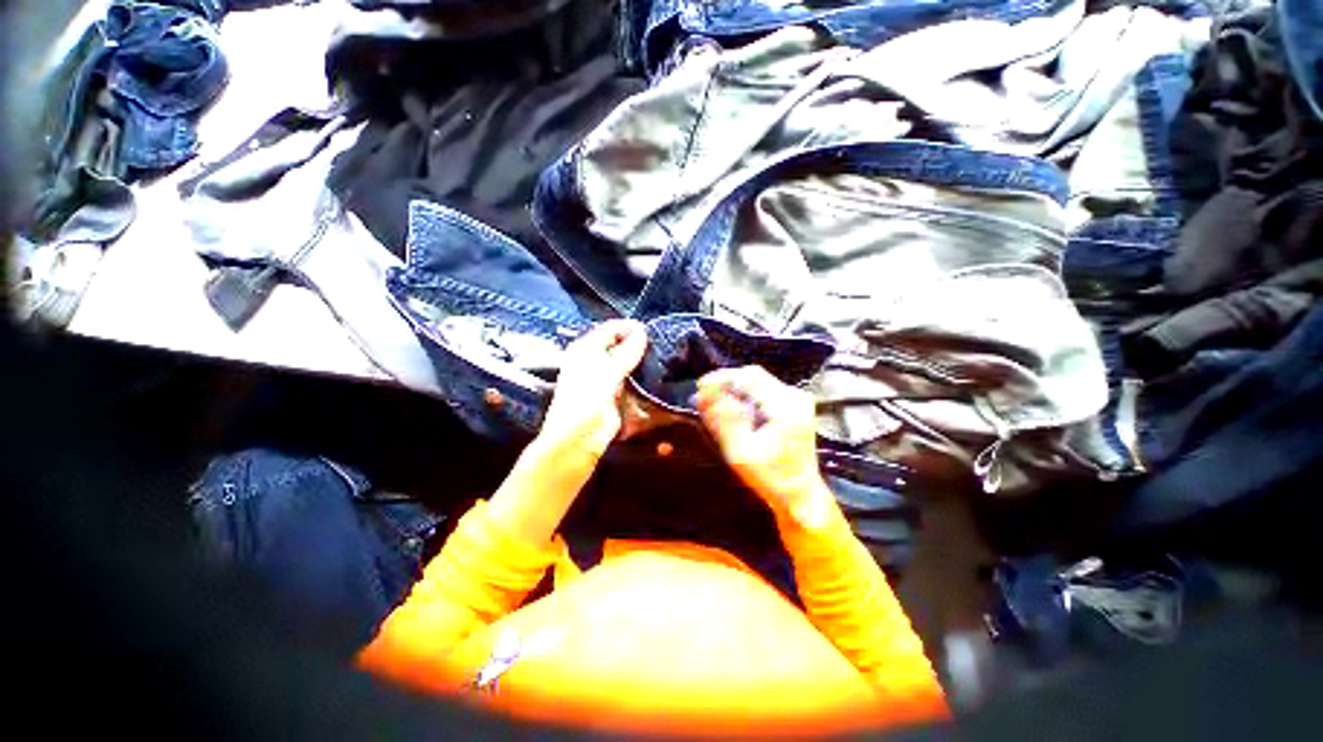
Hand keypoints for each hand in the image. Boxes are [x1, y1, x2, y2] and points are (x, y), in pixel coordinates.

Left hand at [536, 319, 648, 460]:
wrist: (577, 441)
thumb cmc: (585, 402)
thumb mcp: (606, 374)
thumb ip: (625, 353)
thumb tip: (643, 331)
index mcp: (585, 349)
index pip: (610, 328)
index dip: (629, 327)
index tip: (651, 331)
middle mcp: (595, 360)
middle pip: (620, 343)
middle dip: (638, 343)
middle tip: (661, 344)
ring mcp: (605, 377)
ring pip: (627, 361)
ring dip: (641, 359)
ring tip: (662, 357)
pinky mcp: (615, 393)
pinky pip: (631, 378)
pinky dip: (642, 375)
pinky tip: (656, 374)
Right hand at [696, 366, 831, 518]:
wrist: (801, 495)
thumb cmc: (772, 478)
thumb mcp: (741, 452)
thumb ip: (723, 419)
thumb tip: (704, 392)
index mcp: (786, 406)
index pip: (748, 376)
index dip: (721, 378)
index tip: (700, 388)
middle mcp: (794, 396)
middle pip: (753, 376)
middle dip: (726, 384)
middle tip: (704, 398)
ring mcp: (796, 400)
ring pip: (756, 382)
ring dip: (734, 390)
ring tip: (714, 406)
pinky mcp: (793, 405)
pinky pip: (763, 392)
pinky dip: (744, 398)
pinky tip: (732, 412)